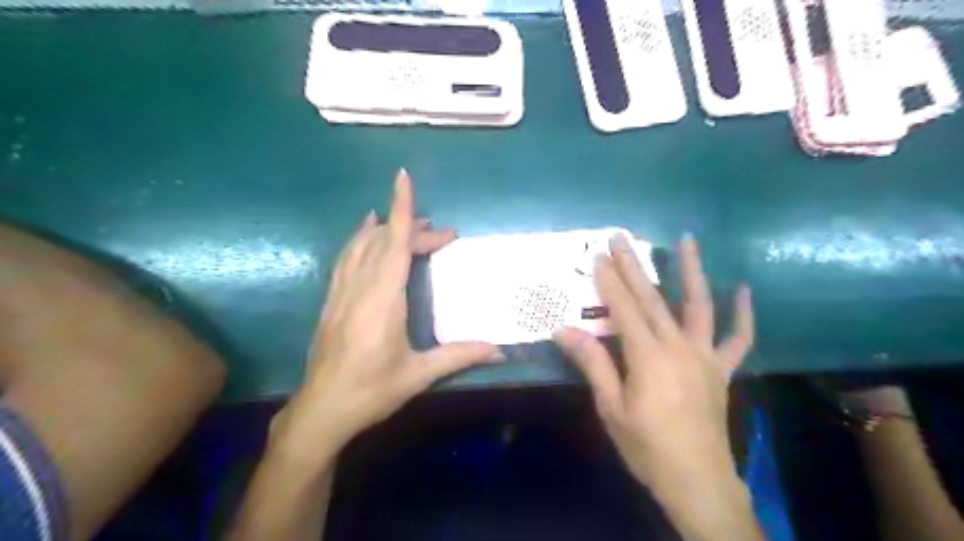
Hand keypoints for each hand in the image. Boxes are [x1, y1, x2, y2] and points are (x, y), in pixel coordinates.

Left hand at [269, 169, 496, 460]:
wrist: (321, 411)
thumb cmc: (371, 391)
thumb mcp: (418, 375)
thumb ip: (459, 356)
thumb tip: (500, 350)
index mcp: (382, 301)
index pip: (393, 244)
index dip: (401, 210)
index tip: (403, 178)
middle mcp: (359, 288)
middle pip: (384, 243)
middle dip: (413, 229)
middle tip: (444, 235)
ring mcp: (341, 293)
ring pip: (360, 246)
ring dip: (384, 229)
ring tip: (405, 220)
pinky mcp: (332, 302)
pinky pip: (346, 259)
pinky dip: (359, 240)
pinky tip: (365, 235)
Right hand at [558, 232, 752, 493]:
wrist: (698, 482)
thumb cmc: (647, 447)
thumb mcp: (612, 408)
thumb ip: (593, 364)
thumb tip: (564, 331)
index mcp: (649, 358)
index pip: (624, 309)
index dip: (608, 281)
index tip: (597, 255)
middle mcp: (679, 347)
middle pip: (653, 298)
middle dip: (634, 266)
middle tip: (621, 237)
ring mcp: (705, 356)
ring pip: (699, 305)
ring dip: (692, 270)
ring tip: (687, 240)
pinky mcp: (722, 370)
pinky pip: (738, 339)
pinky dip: (743, 314)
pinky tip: (744, 289)